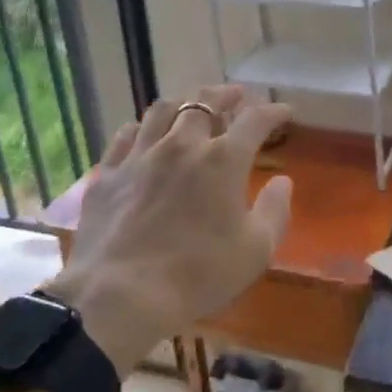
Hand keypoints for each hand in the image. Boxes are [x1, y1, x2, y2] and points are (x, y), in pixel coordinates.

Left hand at [46, 86, 292, 374]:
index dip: (272, 111)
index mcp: (223, 160)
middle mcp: (182, 145)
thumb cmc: (197, 275)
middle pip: (204, 102)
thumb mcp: (255, 251)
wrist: (118, 296)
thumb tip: (283, 181)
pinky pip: (125, 136)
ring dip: (182, 104)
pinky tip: (144, 135)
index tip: (283, 111)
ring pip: (161, 110)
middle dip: (225, 95)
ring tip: (190, 109)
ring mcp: (140, 156)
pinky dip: (141, 129)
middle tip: (235, 96)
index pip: (255, 120)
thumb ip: (275, 211)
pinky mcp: (108, 174)